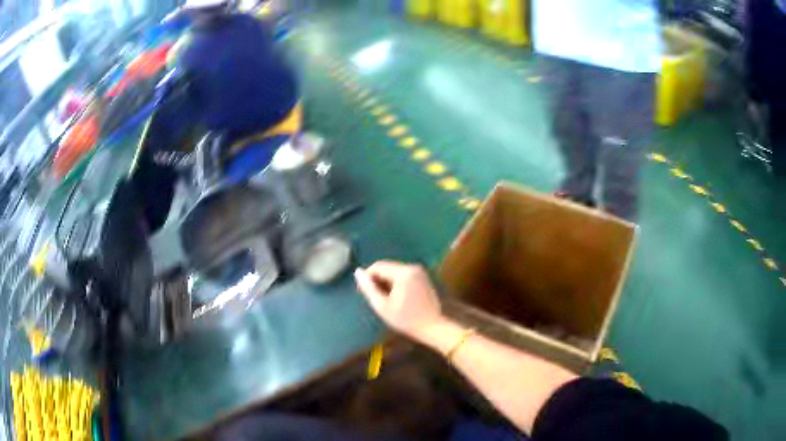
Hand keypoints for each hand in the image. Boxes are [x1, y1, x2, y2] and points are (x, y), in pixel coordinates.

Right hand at [354, 261, 444, 341]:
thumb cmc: (406, 319)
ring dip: (386, 282)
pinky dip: (397, 283)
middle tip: (374, 298)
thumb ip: (369, 288)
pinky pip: (404, 275)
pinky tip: (396, 297)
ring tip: (385, 299)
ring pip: (395, 271)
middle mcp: (412, 267)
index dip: (367, 277)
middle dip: (377, 280)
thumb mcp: (382, 306)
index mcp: (403, 272)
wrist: (433, 327)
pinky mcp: (423, 277)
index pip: (378, 266)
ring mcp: (420, 271)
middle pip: (387, 267)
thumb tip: (357, 272)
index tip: (363, 292)